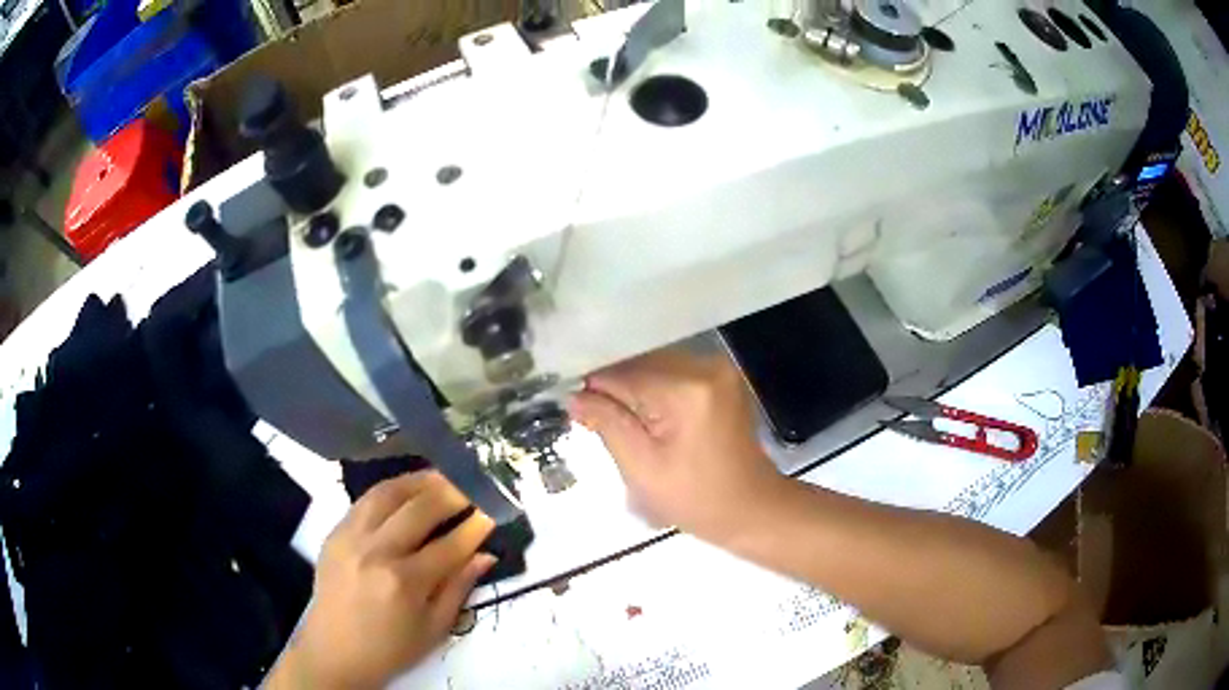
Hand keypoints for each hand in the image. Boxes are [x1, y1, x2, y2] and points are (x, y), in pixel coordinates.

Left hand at [268, 471, 495, 689]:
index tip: (493, 512)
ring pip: (388, 493)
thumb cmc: (391, 649)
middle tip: (471, 488)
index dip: (475, 526)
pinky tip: (406, 490)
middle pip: (419, 509)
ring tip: (441, 477)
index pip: (449, 545)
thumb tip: (485, 555)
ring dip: (418, 481)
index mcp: (405, 583)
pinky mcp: (335, 532)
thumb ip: (459, 588)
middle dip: (451, 493)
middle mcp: (377, 552)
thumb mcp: (434, 628)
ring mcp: (351, 538)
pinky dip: (390, 490)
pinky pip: (365, 501)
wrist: (335, 651)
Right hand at [567, 348, 787, 543]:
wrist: (751, 508)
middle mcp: (705, 365)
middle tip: (592, 418)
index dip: (592, 387)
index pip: (622, 372)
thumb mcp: (641, 468)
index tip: (573, 407)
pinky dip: (654, 390)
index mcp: (686, 389)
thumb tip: (574, 396)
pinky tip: (646, 416)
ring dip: (632, 388)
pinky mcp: (722, 377)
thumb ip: (606, 423)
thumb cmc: (695, 499)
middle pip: (640, 362)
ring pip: (654, 365)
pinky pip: (673, 373)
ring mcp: (718, 368)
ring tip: (618, 420)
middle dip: (613, 388)